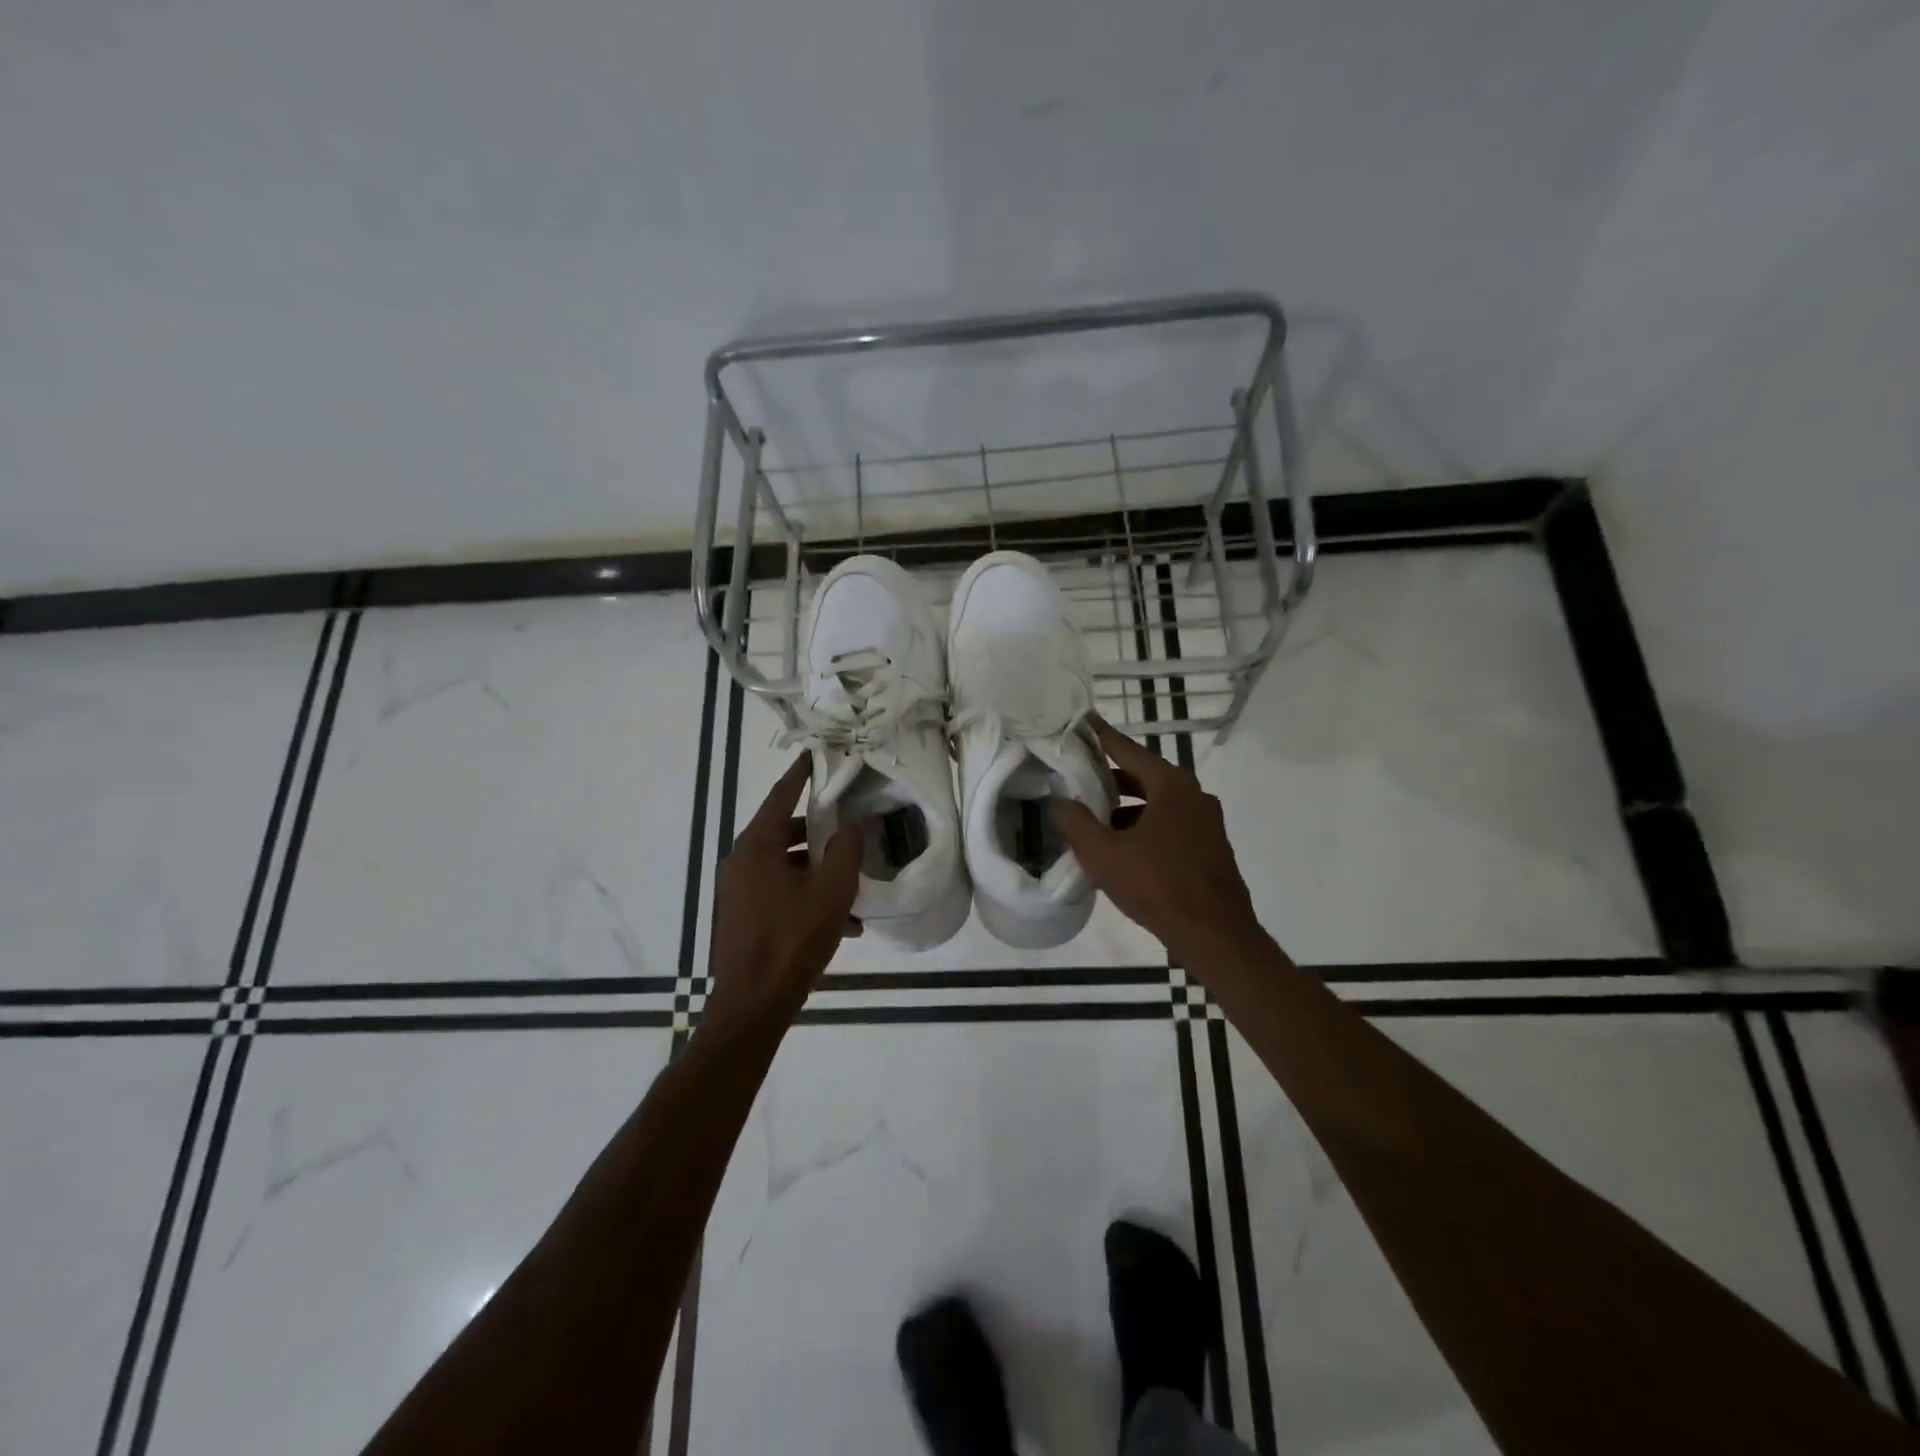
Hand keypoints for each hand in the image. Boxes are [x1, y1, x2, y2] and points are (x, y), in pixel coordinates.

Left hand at [707, 757, 860, 1028]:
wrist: (753, 1004)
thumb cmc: (792, 940)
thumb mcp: (831, 891)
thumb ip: (845, 850)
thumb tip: (851, 824)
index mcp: (757, 846)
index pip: (781, 794)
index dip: (802, 773)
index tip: (817, 753)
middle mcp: (742, 860)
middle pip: (784, 829)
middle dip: (818, 827)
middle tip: (850, 819)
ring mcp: (739, 889)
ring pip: (785, 863)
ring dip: (817, 866)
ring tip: (853, 878)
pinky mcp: (744, 913)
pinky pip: (779, 889)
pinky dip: (806, 892)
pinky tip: (842, 920)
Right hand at [1051, 716, 1263, 965]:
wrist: (1215, 935)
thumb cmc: (1157, 885)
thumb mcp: (1104, 854)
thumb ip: (1076, 822)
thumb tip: (1057, 801)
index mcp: (1171, 786)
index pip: (1128, 750)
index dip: (1102, 736)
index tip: (1084, 720)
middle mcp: (1194, 796)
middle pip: (1144, 776)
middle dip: (1110, 779)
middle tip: (1079, 777)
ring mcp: (1206, 823)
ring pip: (1158, 804)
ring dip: (1126, 808)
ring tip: (1094, 820)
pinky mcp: (1210, 848)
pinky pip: (1170, 825)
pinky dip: (1144, 827)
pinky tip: (1122, 850)